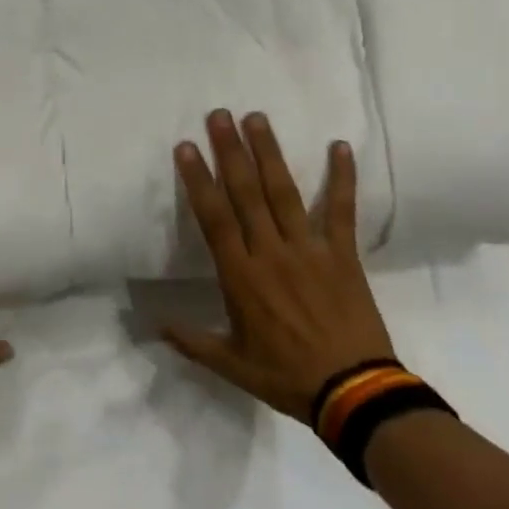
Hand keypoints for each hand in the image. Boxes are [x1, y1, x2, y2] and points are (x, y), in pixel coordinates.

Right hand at [164, 111, 394, 422]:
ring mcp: (309, 250)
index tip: (187, 146)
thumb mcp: (231, 365)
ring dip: (270, 154)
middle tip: (220, 115)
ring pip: (284, 193)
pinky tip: (340, 147)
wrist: (354, 393)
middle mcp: (271, 252)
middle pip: (246, 193)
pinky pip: (342, 211)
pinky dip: (342, 178)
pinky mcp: (343, 255)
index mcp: (240, 275)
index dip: (199, 180)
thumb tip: (154, 325)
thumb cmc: (287, 376)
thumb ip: (192, 341)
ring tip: (257, 119)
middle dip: (231, 151)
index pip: (214, 217)